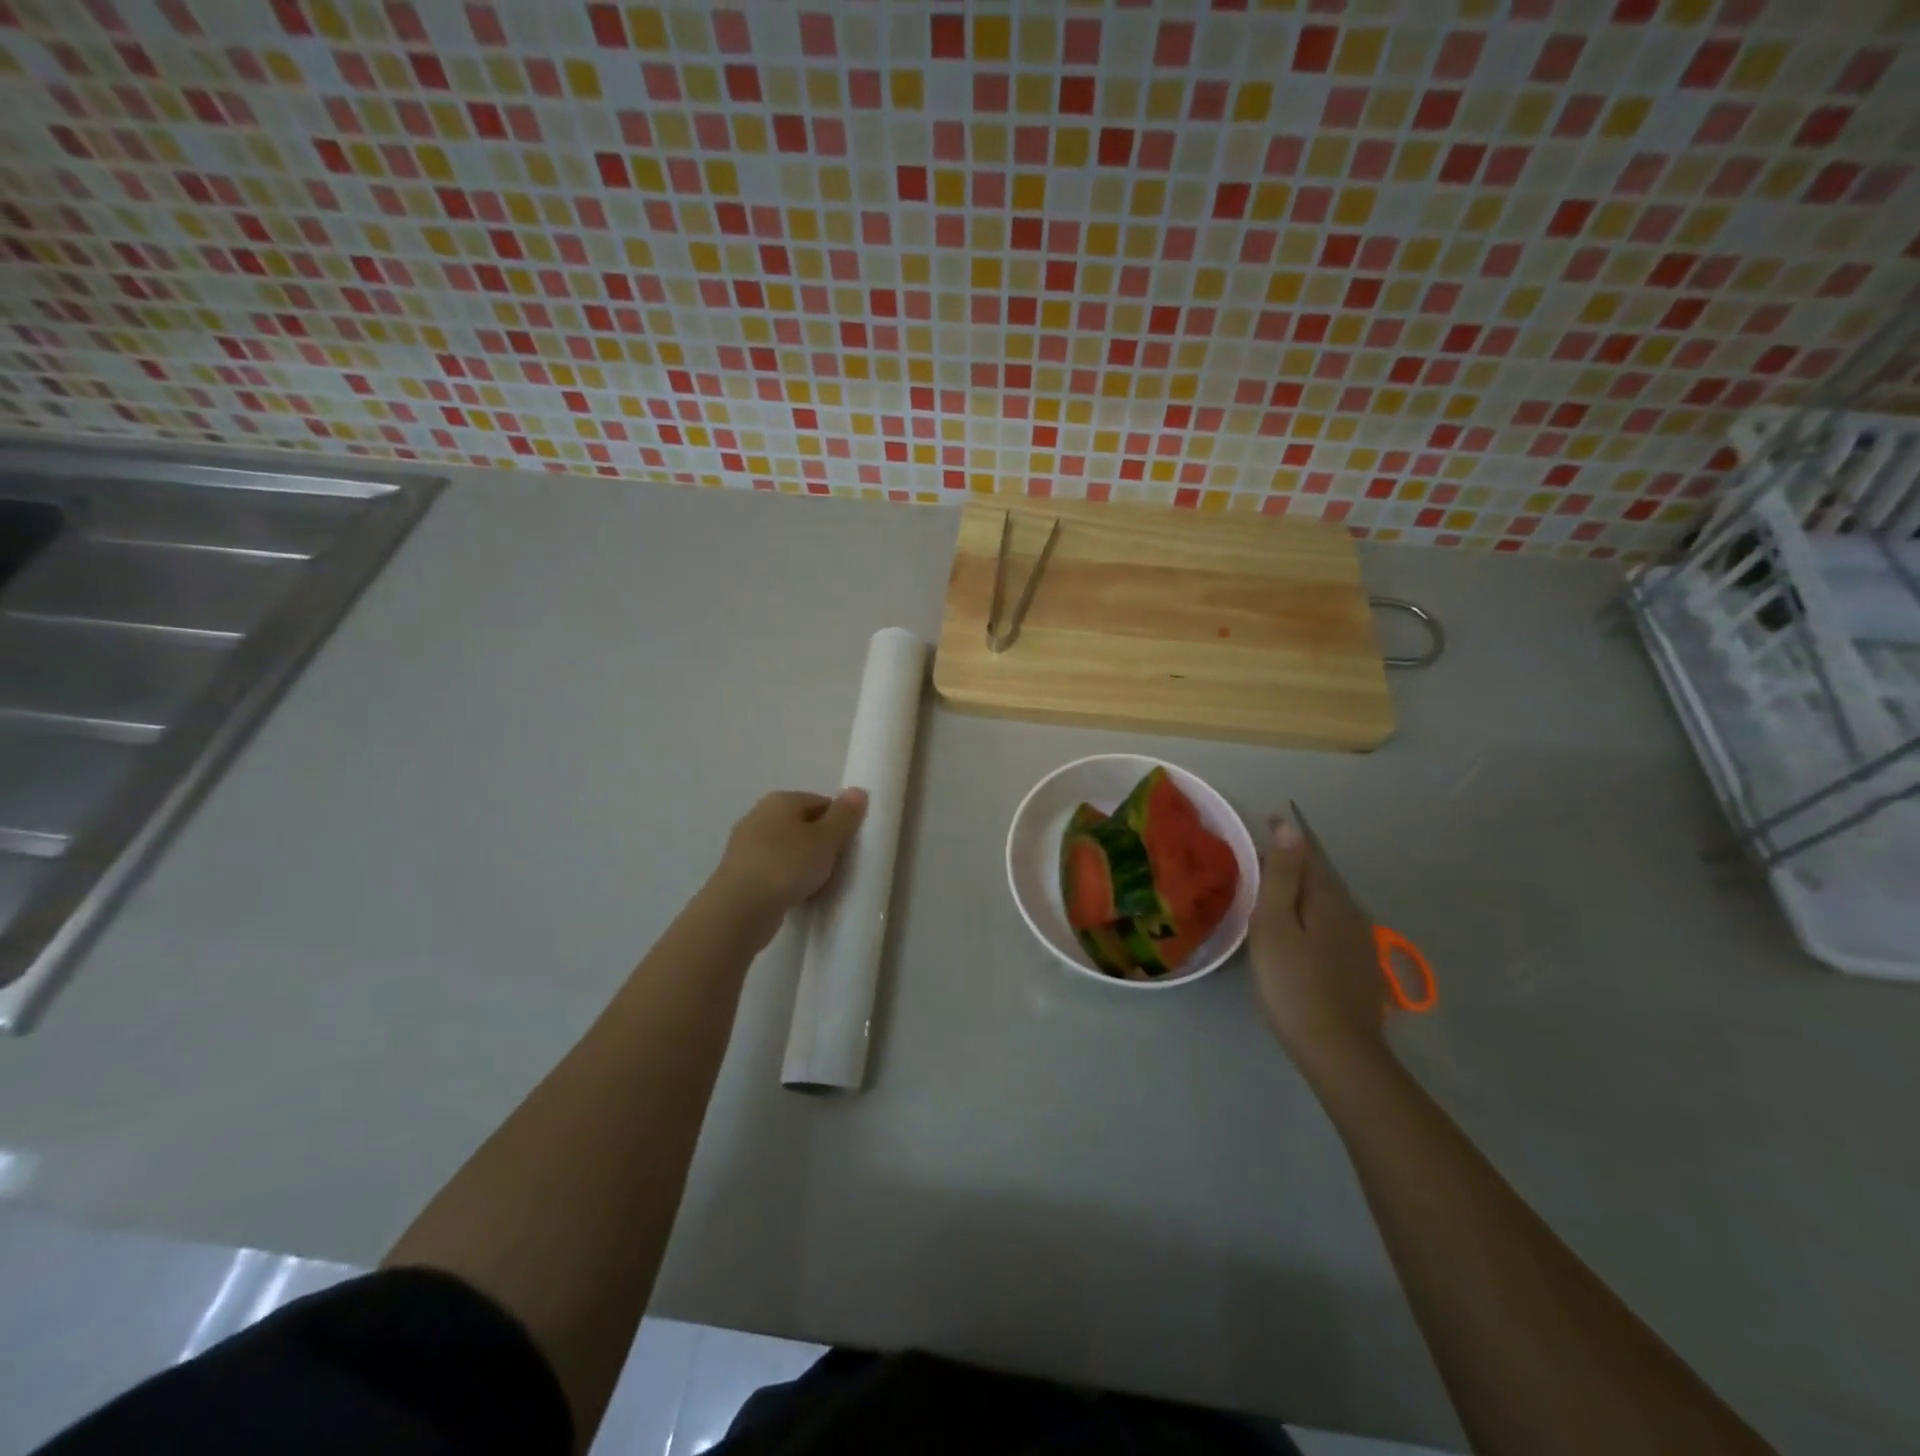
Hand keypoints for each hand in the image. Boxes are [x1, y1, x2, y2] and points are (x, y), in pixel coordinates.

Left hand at [710, 789, 867, 922]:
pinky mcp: (739, 872)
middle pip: (804, 825)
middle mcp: (759, 815)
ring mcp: (745, 845)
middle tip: (836, 869)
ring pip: (789, 849)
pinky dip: (787, 880)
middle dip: (822, 845)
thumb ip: (845, 815)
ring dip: (805, 865)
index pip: (822, 803)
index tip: (848, 849)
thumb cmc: (786, 867)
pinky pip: (774, 870)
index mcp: (780, 800)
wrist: (738, 910)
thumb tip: (858, 790)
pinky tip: (796, 897)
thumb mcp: (826, 839)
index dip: (840, 824)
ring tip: (818, 887)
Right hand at [1249, 817, 1389, 1078]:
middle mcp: (1352, 914)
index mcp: (1328, 899)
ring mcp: (1361, 944)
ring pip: (1327, 905)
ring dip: (1302, 895)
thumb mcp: (1274, 925)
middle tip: (1258, 863)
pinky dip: (1312, 920)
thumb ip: (1281, 876)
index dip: (1285, 838)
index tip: (1262, 824)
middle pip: (1319, 880)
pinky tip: (1299, 937)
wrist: (1338, 1052)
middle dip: (1292, 867)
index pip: (1306, 855)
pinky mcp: (1361, 969)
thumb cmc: (1293, 984)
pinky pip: (1332, 929)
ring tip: (1273, 898)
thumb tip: (1288, 828)